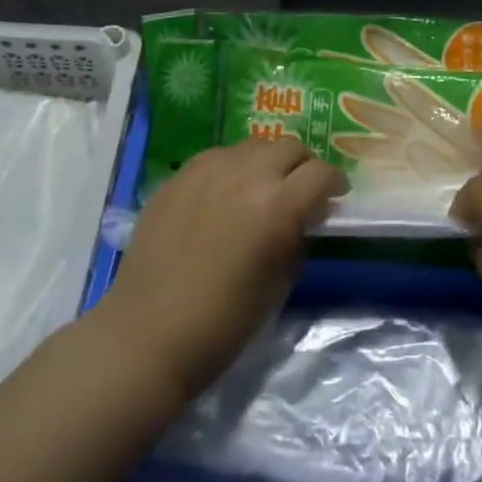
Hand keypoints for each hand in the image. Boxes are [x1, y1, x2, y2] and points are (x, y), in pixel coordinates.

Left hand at [99, 139, 345, 400]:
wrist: (147, 336)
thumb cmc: (223, 324)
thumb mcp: (279, 285)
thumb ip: (298, 240)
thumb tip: (306, 219)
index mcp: (278, 206)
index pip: (322, 173)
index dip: (334, 184)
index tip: (333, 199)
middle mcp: (246, 175)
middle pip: (290, 146)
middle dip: (303, 166)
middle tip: (300, 191)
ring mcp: (208, 170)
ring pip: (253, 145)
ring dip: (267, 162)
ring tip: (260, 188)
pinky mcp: (179, 176)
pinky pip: (217, 157)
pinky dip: (232, 167)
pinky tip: (224, 194)